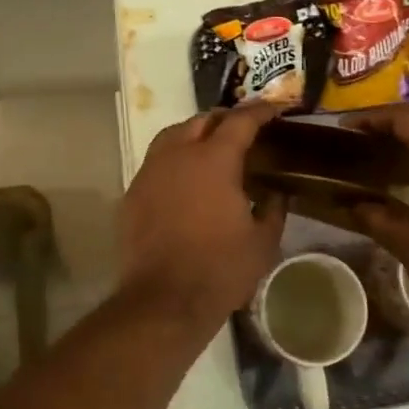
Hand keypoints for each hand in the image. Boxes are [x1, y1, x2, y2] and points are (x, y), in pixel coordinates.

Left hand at [119, 104, 287, 324]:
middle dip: (224, 119)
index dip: (260, 111)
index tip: (275, 108)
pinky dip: (174, 160)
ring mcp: (150, 172)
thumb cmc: (220, 269)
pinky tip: (185, 180)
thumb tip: (276, 195)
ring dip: (194, 134)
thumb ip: (273, 210)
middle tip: (243, 130)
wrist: (164, 299)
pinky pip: (156, 162)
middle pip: (201, 120)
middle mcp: (178, 155)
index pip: (240, 121)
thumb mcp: (262, 242)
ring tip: (211, 148)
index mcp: (214, 160)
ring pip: (172, 136)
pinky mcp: (132, 193)